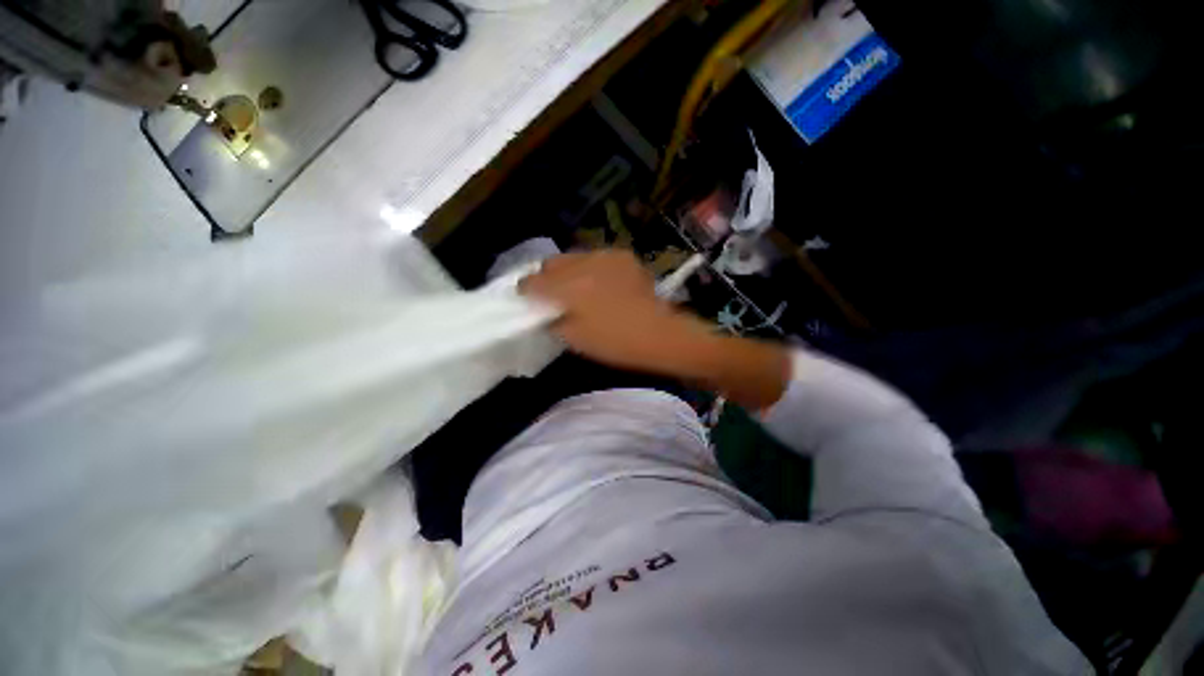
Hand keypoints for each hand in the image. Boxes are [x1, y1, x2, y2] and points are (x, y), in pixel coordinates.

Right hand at [520, 250, 708, 372]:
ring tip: (578, 287)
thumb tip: (548, 312)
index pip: (533, 281)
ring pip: (575, 257)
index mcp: (567, 287)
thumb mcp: (575, 339)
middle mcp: (583, 264)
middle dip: (546, 276)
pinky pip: (598, 258)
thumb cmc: (615, 342)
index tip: (527, 298)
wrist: (659, 333)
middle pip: (552, 262)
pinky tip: (601, 283)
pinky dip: (592, 268)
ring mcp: (605, 256)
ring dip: (569, 270)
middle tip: (551, 293)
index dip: (526, 290)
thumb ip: (554, 321)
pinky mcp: (624, 257)